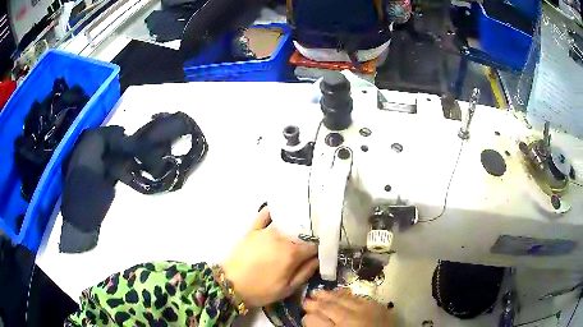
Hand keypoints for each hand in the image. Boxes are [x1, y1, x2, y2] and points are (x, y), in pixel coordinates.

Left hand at [222, 207, 318, 307]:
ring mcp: (266, 231)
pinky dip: (273, 211)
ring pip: (286, 221)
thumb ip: (305, 273)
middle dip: (311, 233)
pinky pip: (264, 214)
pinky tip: (280, 212)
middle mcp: (281, 238)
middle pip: (302, 231)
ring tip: (302, 223)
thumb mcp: (287, 289)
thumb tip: (318, 259)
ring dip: (296, 221)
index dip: (321, 247)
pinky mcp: (252, 229)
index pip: (314, 245)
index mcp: (292, 254)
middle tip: (315, 236)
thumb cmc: (261, 290)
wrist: (230, 285)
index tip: (324, 248)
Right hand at [303, 289, 394, 326]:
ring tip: (318, 292)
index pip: (314, 321)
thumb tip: (311, 320)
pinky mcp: (377, 306)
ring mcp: (364, 310)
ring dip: (328, 295)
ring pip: (341, 299)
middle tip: (306, 300)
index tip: (304, 316)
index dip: (307, 318)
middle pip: (327, 308)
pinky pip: (358, 297)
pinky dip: (347, 294)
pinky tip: (340, 292)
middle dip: (315, 303)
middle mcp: (349, 319)